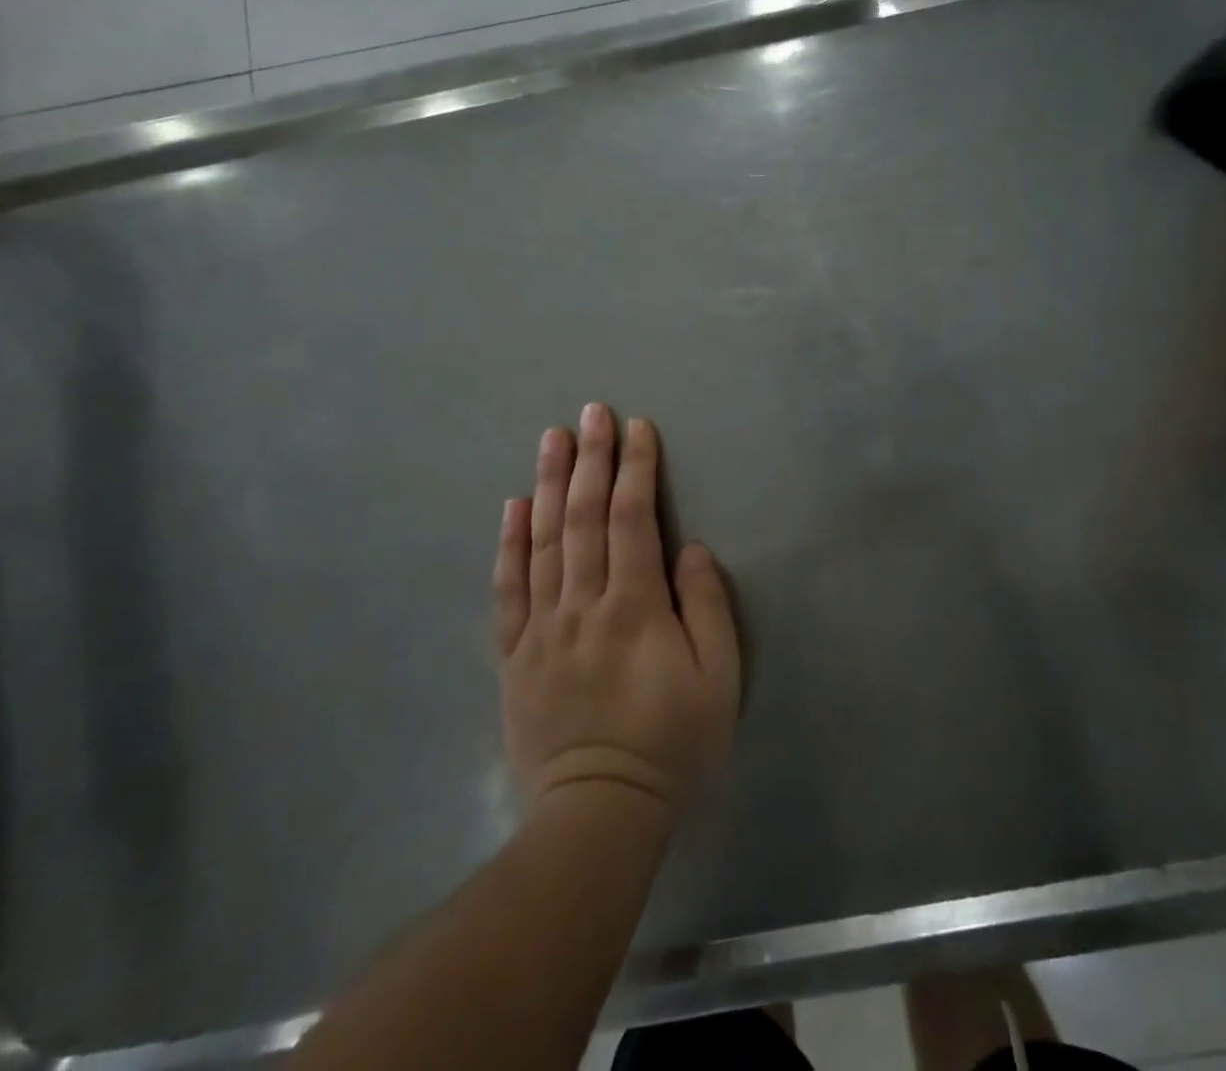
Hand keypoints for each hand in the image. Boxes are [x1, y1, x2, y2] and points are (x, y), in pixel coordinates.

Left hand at [493, 403, 740, 815]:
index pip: (633, 520)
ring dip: (549, 484)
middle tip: (592, 412)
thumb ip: (707, 608)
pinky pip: (508, 589)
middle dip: (591, 459)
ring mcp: (542, 628)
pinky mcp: (515, 654)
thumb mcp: (717, 680)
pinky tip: (513, 506)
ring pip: (543, 541)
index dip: (636, 469)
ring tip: (552, 438)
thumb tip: (688, 550)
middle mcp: (583, 605)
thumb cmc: (672, 743)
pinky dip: (509, 543)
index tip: (638, 428)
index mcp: (634, 608)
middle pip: (584, 517)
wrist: (598, 814)